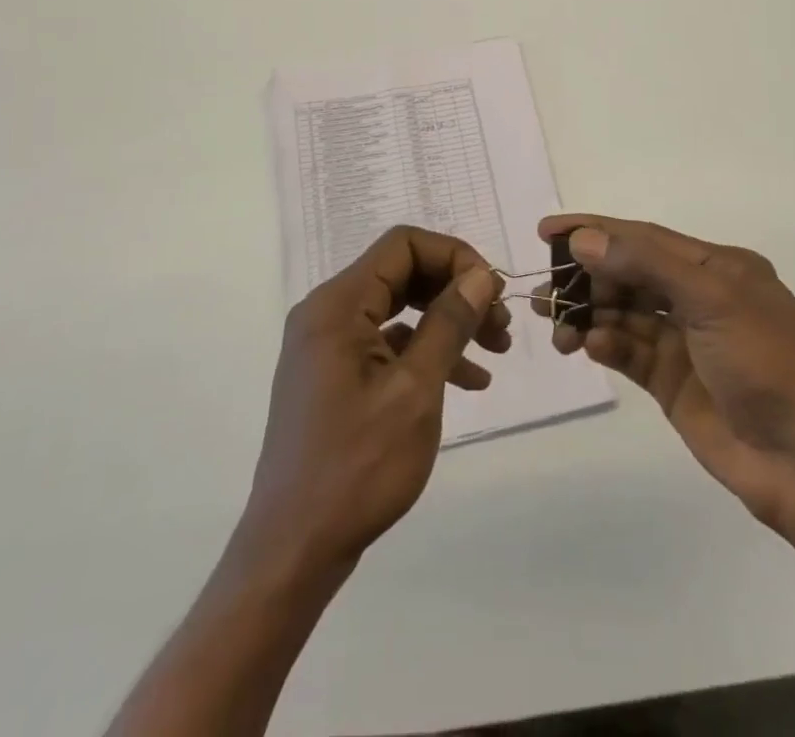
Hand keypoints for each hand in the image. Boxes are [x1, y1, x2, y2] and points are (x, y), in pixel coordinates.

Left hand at [240, 226, 508, 570]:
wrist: (294, 550)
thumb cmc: (357, 466)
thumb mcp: (415, 391)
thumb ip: (448, 323)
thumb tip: (480, 274)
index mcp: (338, 305)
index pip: (402, 245)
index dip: (453, 256)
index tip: (492, 290)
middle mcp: (328, 313)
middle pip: (402, 273)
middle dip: (455, 290)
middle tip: (501, 321)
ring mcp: (329, 346)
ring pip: (400, 309)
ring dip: (448, 322)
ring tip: (496, 350)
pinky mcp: (335, 375)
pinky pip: (388, 344)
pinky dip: (427, 353)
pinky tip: (469, 381)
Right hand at [536, 214, 794, 531]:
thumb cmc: (764, 363)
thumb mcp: (711, 299)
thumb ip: (645, 264)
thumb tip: (584, 241)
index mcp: (717, 267)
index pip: (643, 237)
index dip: (594, 230)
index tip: (547, 230)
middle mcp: (698, 296)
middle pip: (629, 274)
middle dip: (585, 277)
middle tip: (544, 290)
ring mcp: (684, 340)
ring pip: (623, 313)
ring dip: (588, 314)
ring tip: (553, 324)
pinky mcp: (671, 380)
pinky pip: (628, 351)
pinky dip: (605, 345)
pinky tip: (586, 347)